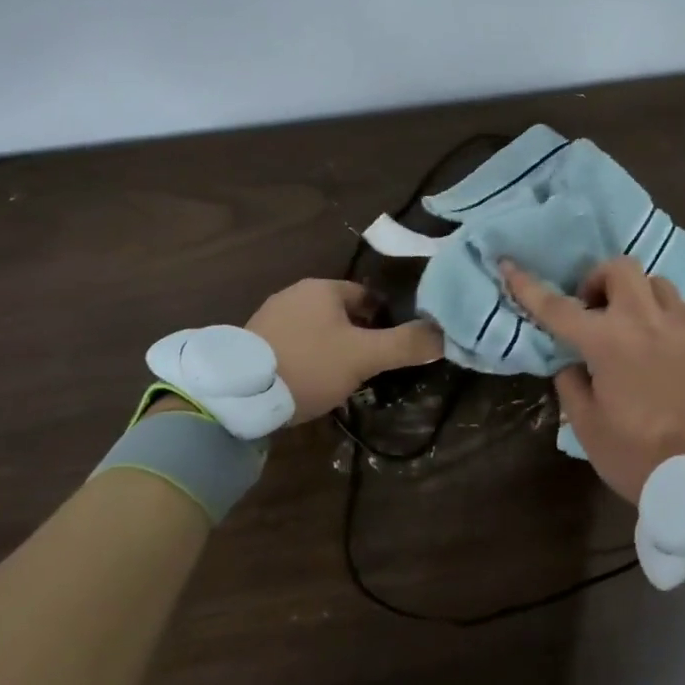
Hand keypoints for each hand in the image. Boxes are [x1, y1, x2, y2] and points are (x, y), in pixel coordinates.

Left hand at [246, 279, 442, 423]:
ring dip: (331, 348)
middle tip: (371, 366)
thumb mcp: (364, 357)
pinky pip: (293, 344)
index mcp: (322, 288)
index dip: (385, 320)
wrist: (239, 396)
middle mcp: (295, 293)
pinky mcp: (252, 342)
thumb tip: (445, 335)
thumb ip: (405, 345)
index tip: (393, 346)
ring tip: (342, 379)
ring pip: (316, 329)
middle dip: (358, 336)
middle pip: (341, 312)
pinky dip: (306, 358)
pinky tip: (309, 383)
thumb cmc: (309, 365)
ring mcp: (270, 316)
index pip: (367, 296)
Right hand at [502, 256, 684, 503]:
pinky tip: (660, 340)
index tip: (509, 265)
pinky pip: (683, 308)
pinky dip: (663, 313)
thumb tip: (572, 362)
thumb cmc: (638, 457)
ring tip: (628, 325)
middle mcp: (646, 322)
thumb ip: (572, 384)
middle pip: (620, 269)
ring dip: (634, 294)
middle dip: (597, 279)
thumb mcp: (588, 426)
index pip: (558, 307)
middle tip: (591, 310)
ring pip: (656, 282)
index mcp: (608, 342)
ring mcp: (682, 328)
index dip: (528, 286)